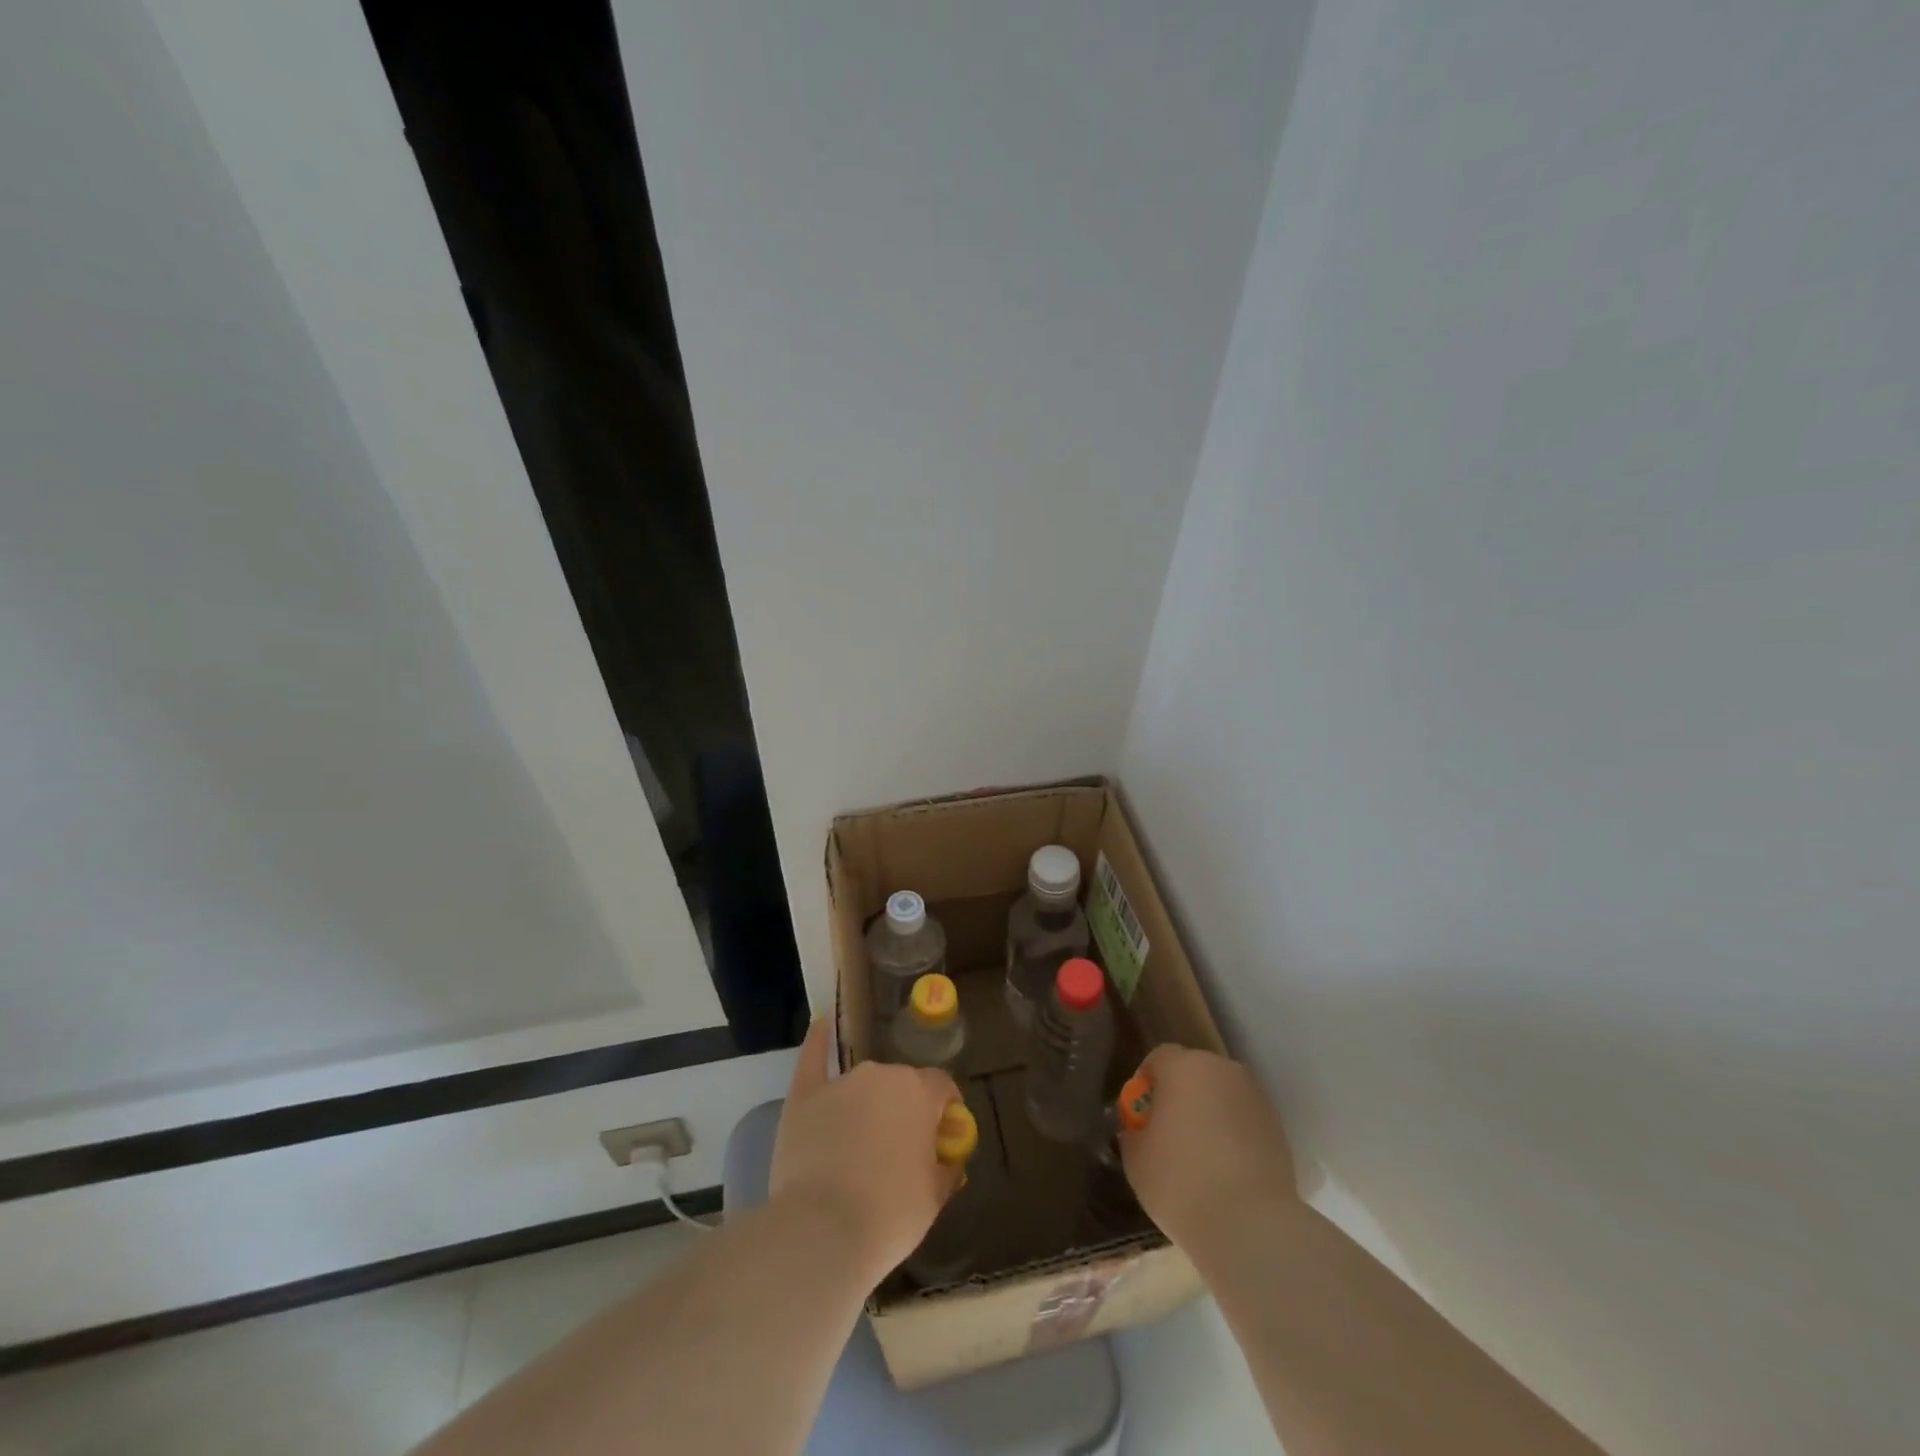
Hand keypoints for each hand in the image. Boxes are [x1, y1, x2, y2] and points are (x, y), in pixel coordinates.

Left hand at [770, 1019, 962, 1281]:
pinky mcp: (804, 1096)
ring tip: (860, 1143)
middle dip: (904, 1110)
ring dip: (868, 1103)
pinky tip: (822, 1023)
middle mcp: (882, 1075)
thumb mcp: (934, 1197)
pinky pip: (813, 1058)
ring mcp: (841, 1082)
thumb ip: (946, 1168)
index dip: (944, 1110)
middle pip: (901, 1084)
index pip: (941, 1087)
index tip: (942, 1137)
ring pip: (864, 1084)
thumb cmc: (889, 1215)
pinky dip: (819, 1041)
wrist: (822, 1231)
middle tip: (898, 1150)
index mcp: (919, 1092)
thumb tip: (949, 1159)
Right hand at [1118, 1045, 1297, 1247]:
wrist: (1251, 1224)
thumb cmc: (1181, 1181)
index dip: (1148, 1083)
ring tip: (1202, 1155)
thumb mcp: (1136, 1158)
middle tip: (1170, 1134)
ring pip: (1222, 1095)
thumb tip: (1139, 1129)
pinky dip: (1234, 1134)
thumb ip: (1133, 1132)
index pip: (1160, 1058)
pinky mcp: (1278, 1127)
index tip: (1143, 1115)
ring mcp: (1255, 1097)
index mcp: (1183, 1066)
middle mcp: (1222, 1070)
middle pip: (1194, 1072)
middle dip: (1181, 1095)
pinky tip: (1227, 1169)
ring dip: (1210, 1113)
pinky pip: (1244, 1119)